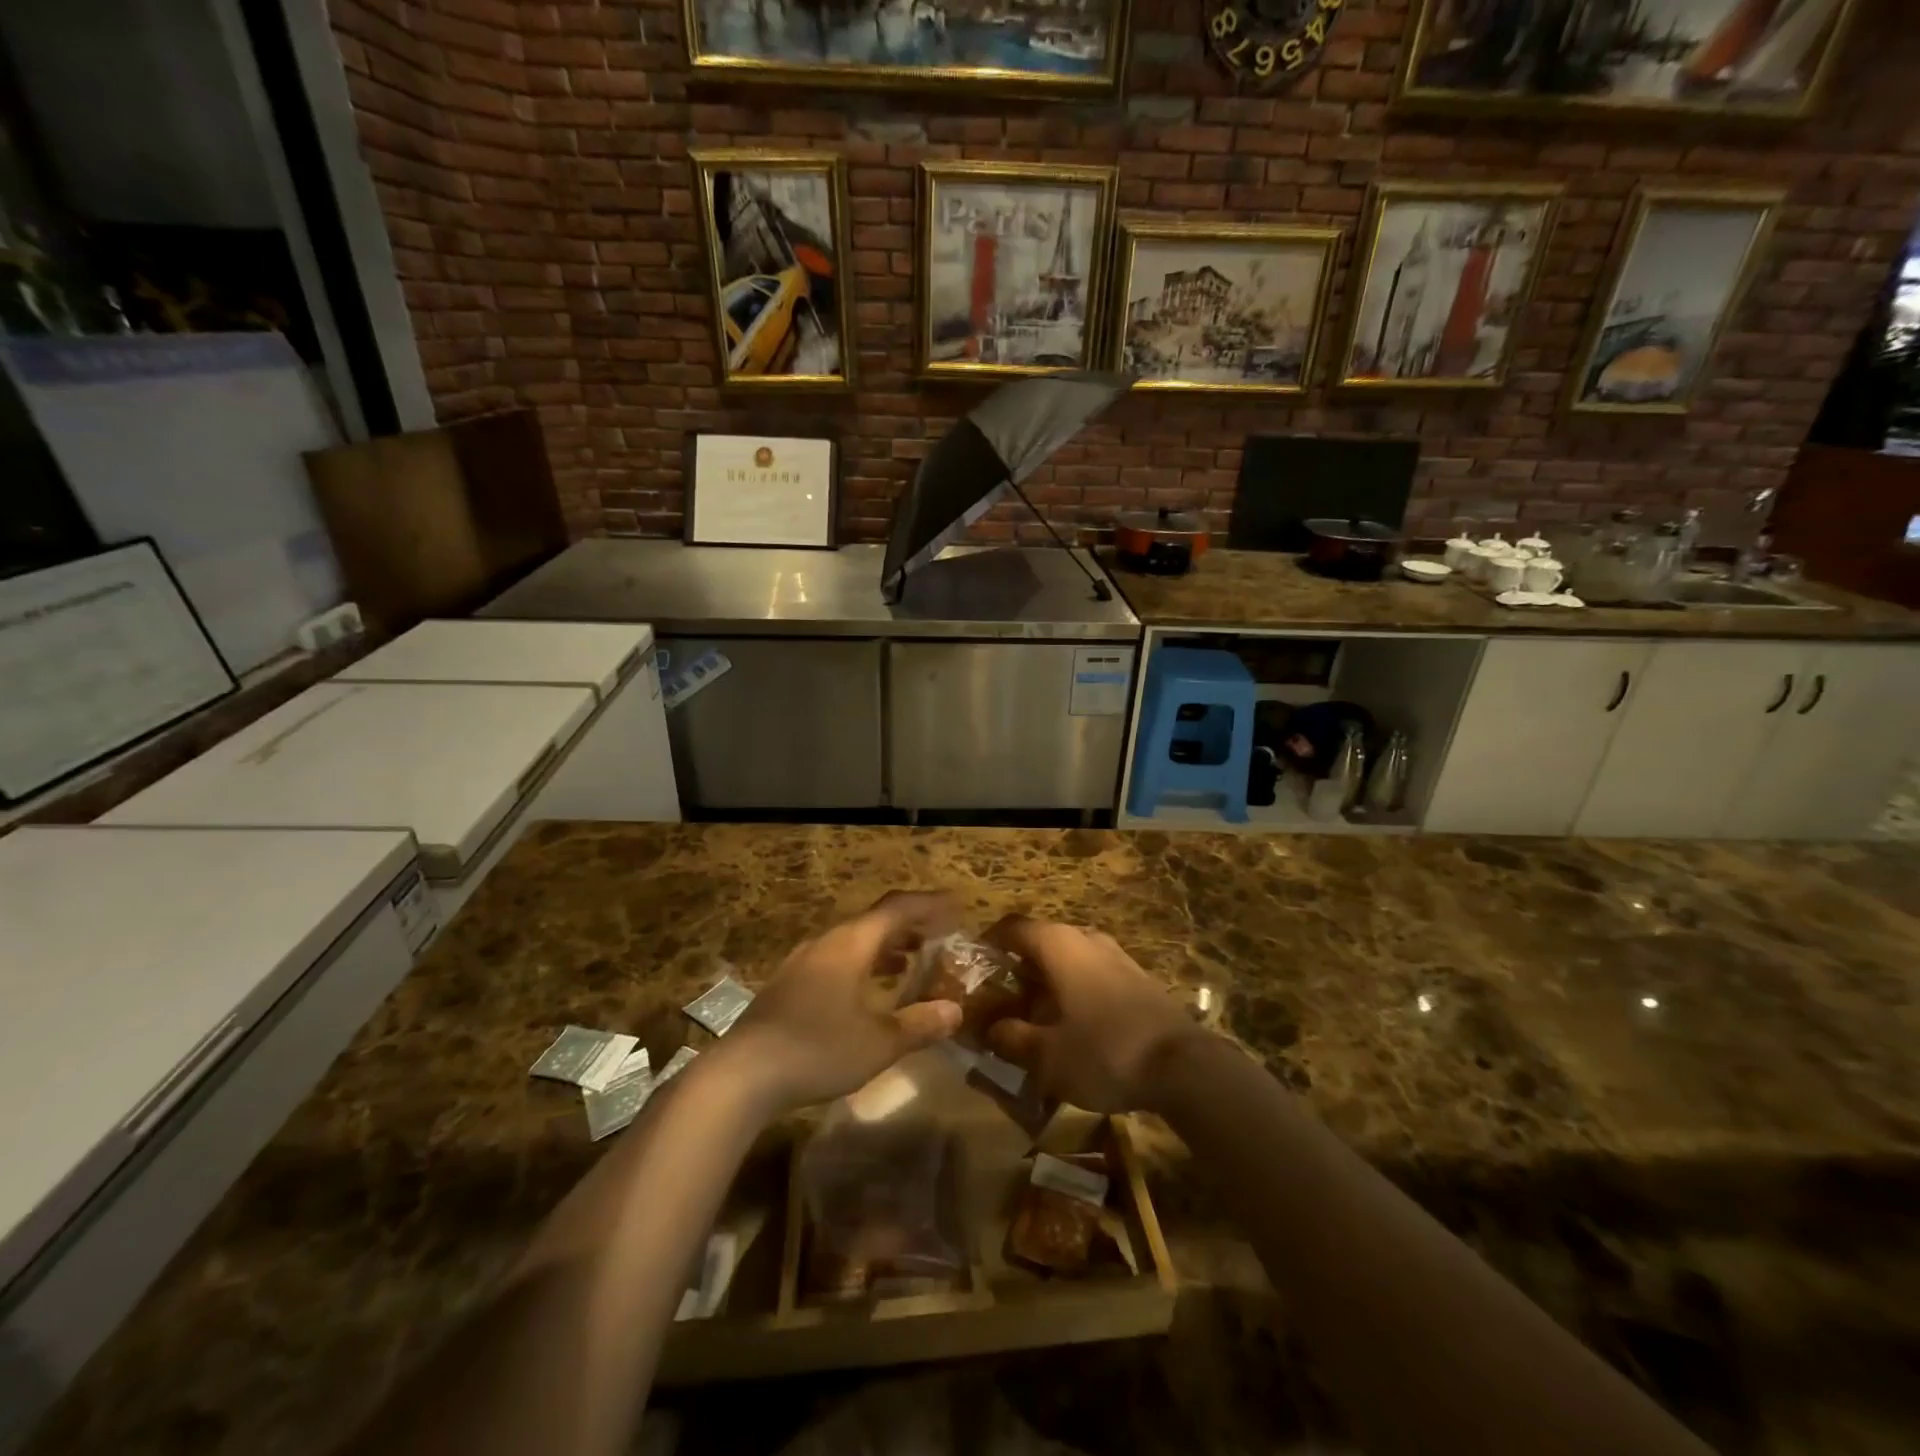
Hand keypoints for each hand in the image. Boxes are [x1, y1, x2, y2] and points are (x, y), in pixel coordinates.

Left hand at [718, 892, 964, 1116]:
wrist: (742, 1075)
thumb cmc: (818, 1049)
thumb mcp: (879, 1042)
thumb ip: (919, 1024)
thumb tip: (955, 1011)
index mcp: (852, 943)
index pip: (898, 908)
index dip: (929, 905)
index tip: (956, 906)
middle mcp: (827, 942)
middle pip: (875, 922)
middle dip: (910, 927)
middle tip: (939, 938)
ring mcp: (802, 963)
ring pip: (853, 942)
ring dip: (885, 948)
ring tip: (911, 963)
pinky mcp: (787, 986)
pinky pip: (836, 961)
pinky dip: (863, 965)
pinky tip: (868, 992)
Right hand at [981, 916, 1197, 1112]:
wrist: (1183, 1066)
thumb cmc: (1104, 1052)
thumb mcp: (1046, 1056)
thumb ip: (1011, 1038)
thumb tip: (989, 1029)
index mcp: (1058, 944)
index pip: (1011, 927)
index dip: (988, 944)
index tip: (973, 969)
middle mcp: (1086, 938)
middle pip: (1040, 942)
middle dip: (1017, 968)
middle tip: (1000, 1000)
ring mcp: (1116, 955)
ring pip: (1068, 958)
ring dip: (1047, 980)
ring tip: (1033, 1016)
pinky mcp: (1136, 977)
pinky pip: (1092, 973)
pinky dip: (1074, 989)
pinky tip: (1072, 1024)